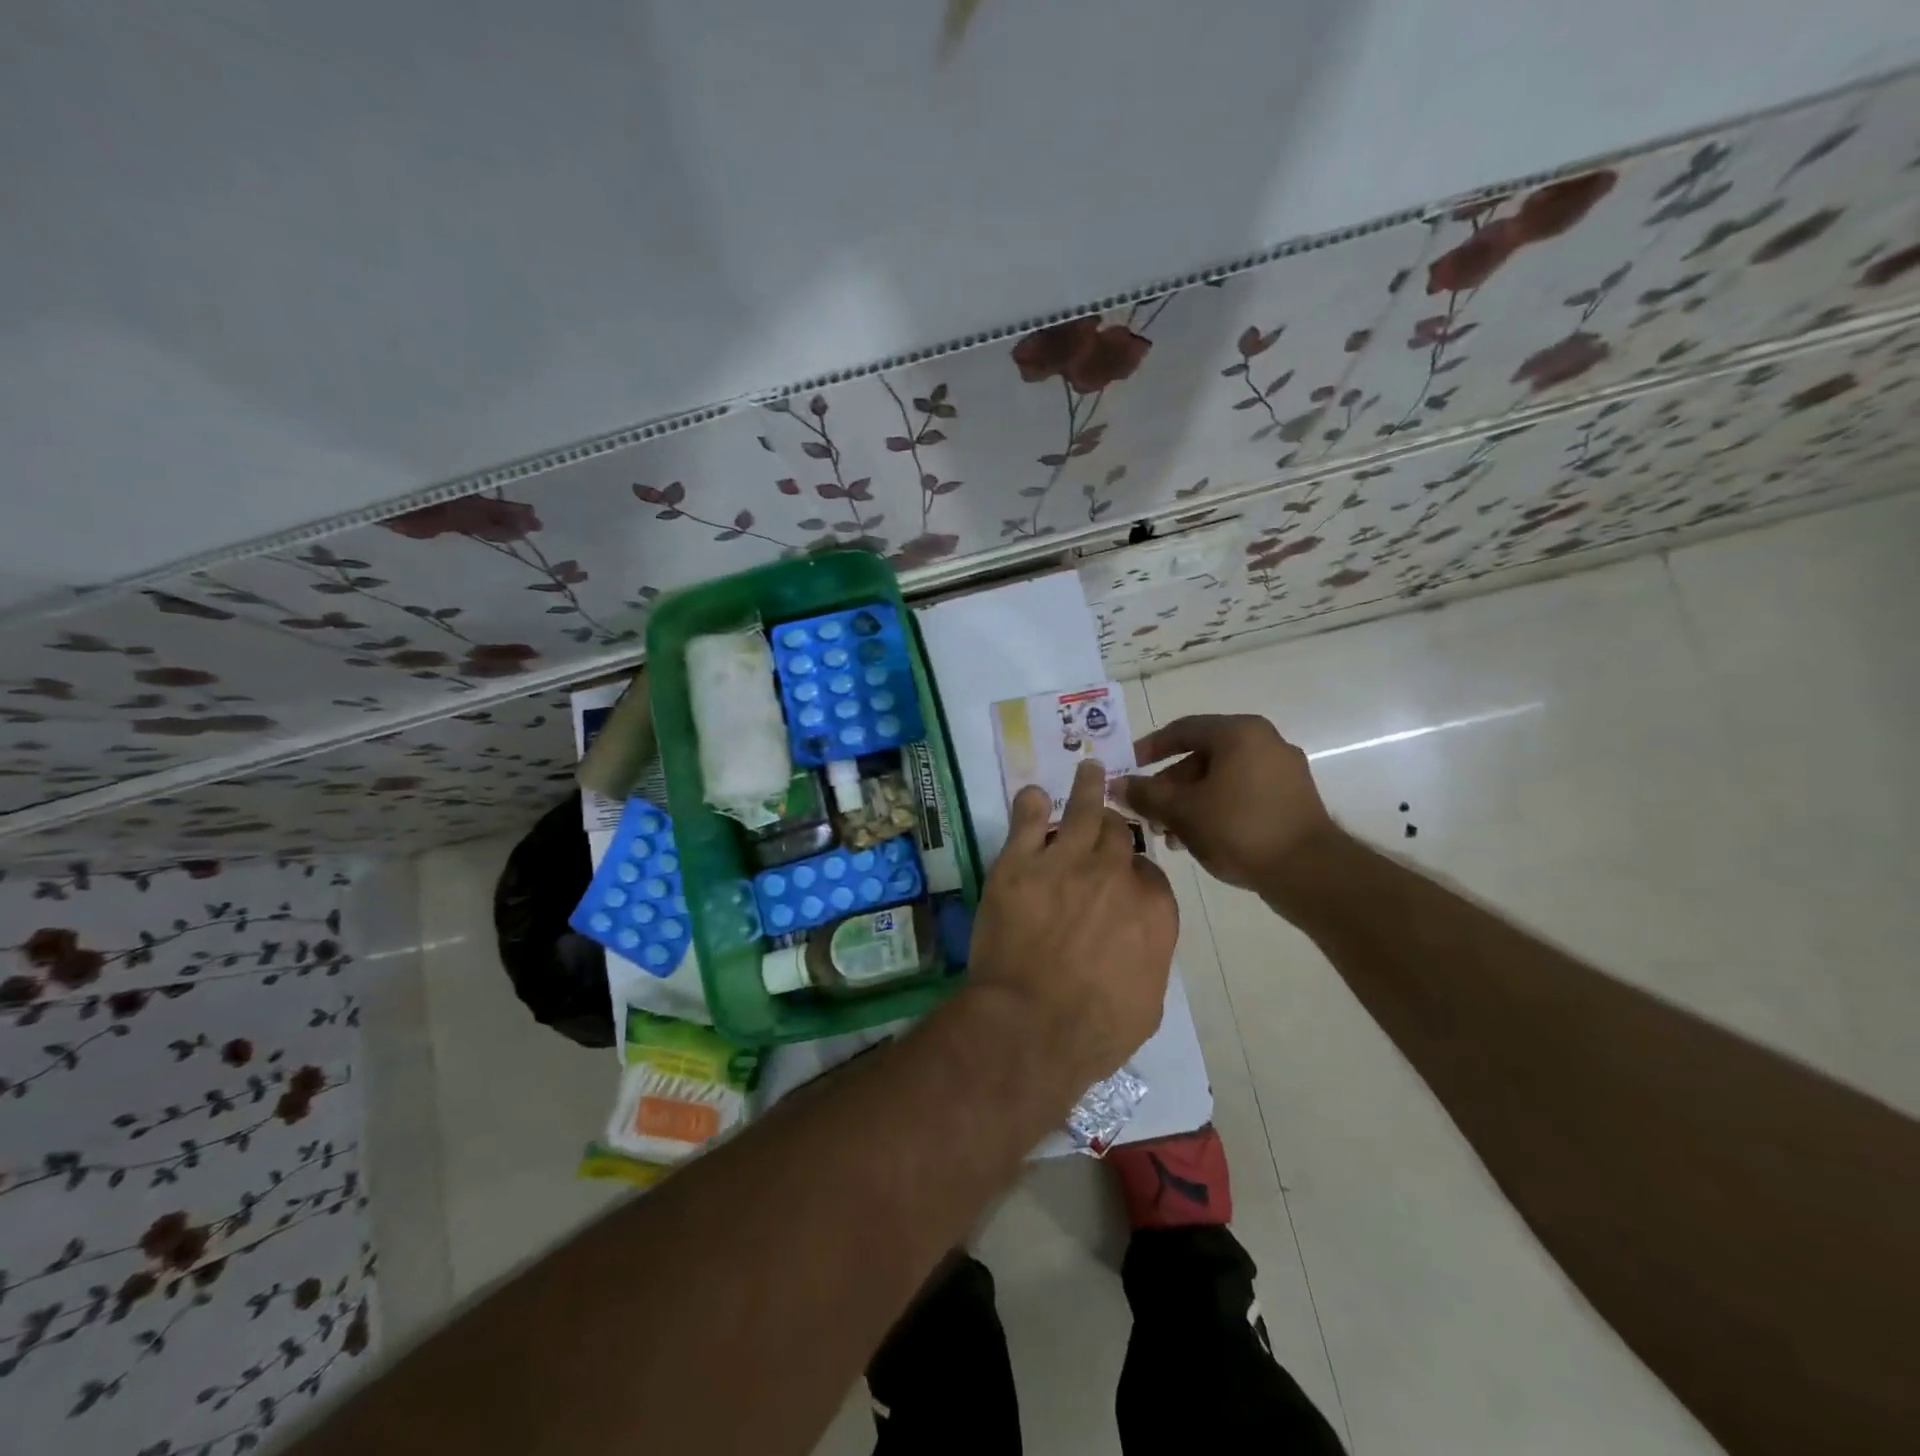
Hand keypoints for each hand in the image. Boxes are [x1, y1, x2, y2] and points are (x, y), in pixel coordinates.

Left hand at [966, 759, 1177, 1086]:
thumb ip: (1149, 955)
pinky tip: (1032, 795)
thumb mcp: (1148, 1002)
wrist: (1030, 1025)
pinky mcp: (1019, 863)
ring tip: (1088, 769)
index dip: (1135, 873)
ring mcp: (1065, 862)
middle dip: (1113, 829)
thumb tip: (1140, 937)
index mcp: (1153, 908)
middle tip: (1105, 821)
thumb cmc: (1095, 1030)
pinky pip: (1026, 820)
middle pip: (1118, 834)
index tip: (1124, 878)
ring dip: (1087, 788)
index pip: (1150, 872)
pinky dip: (1030, 804)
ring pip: (1082, 811)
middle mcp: (1115, 874)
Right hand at [1116, 714, 1337, 893]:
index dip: (1149, 748)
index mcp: (1239, 733)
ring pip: (1221, 778)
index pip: (1183, 729)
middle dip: (1169, 785)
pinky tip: (1198, 839)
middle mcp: (1264, 742)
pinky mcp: (1291, 798)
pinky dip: (1216, 808)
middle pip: (1202, 756)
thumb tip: (1114, 785)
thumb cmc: (1239, 829)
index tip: (1128, 767)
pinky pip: (1242, 793)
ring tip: (1169, 835)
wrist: (1309, 871)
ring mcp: (1282, 770)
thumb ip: (1145, 794)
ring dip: (1190, 802)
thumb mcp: (1182, 811)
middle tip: (1147, 811)